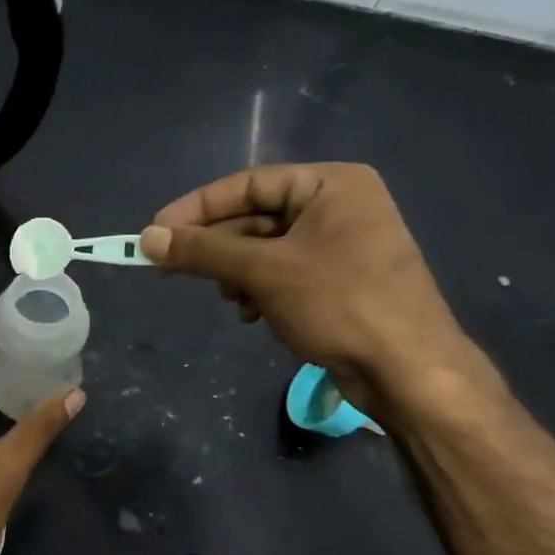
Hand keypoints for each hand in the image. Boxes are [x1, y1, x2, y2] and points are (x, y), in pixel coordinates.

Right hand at [140, 164, 479, 412]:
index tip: (153, 232)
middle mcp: (338, 206)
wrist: (407, 369)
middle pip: (254, 217)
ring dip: (236, 273)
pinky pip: (282, 273)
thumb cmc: (339, 304)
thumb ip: (202, 251)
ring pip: (264, 249)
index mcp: (331, 185)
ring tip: (229, 299)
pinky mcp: (338, 280)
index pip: (247, 184)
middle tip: (171, 269)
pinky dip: (259, 289)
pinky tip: (252, 314)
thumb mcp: (263, 272)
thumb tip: (146, 238)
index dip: (195, 208)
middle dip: (216, 248)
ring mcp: (341, 245)